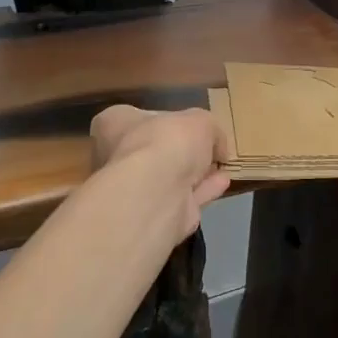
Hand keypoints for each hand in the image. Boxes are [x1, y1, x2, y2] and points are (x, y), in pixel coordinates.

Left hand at [88, 105, 230, 240]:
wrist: (155, 193)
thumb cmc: (166, 142)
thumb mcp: (199, 120)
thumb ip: (210, 129)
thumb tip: (217, 146)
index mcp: (114, 124)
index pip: (133, 119)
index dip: (163, 121)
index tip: (187, 125)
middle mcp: (115, 158)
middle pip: (151, 151)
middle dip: (180, 152)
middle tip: (207, 149)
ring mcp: (132, 191)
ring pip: (167, 179)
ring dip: (194, 173)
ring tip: (220, 167)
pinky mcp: (152, 218)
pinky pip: (182, 200)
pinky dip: (202, 192)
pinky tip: (222, 184)